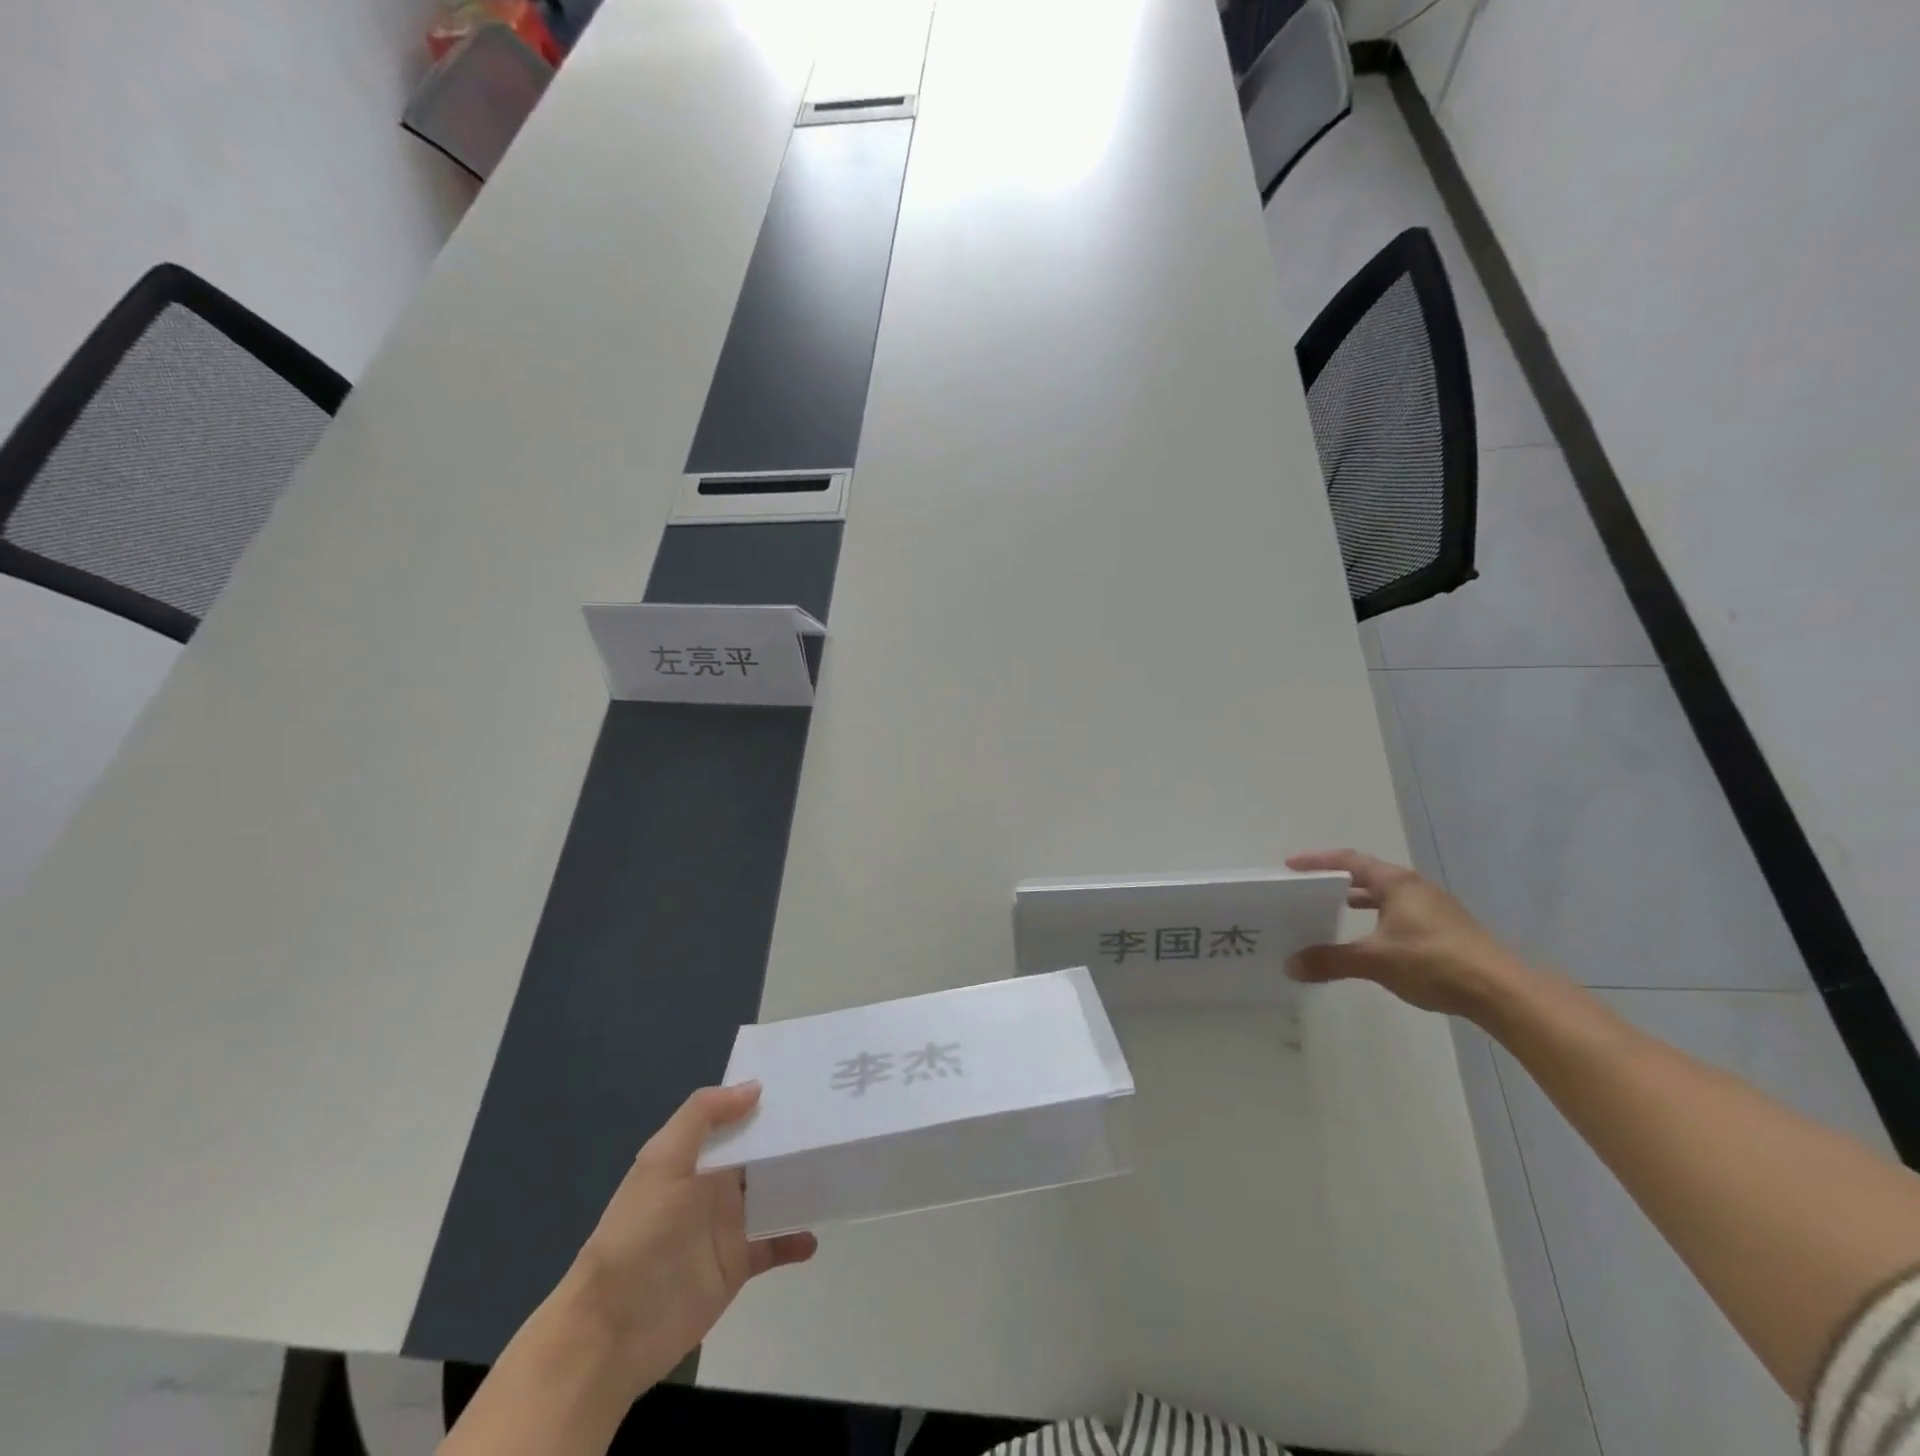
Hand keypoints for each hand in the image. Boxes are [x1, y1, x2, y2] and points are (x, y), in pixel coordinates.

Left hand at [565, 1084, 815, 1392]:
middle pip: (760, 1156)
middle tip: (837, 1121)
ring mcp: (727, 1227)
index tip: (806, 1084)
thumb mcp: (662, 1161)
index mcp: (695, 1158)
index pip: (736, 1121)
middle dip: (791, 1140)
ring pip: (773, 1195)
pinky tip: (815, 1236)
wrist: (611, 1329)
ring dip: (799, 1184)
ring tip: (837, 1168)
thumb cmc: (637, 1234)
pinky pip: (773, 1245)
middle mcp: (713, 1187)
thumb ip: (703, 1116)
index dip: (764, 1103)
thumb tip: (755, 1087)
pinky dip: (794, 1240)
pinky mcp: (737, 1266)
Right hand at [1284, 849, 1530, 1017]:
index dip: (1317, 861)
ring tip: (1331, 912)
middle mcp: (1415, 888)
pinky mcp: (1446, 931)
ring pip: (1386, 896)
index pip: (1348, 861)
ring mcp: (1434, 909)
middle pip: (1367, 875)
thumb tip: (1290, 965)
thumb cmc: (1433, 961)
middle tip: (1307, 889)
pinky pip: (1399, 914)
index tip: (1290, 865)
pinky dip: (1377, 918)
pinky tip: (1371, 940)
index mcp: (1396, 883)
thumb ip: (1331, 959)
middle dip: (1336, 880)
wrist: (1502, 992)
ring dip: (1358, 901)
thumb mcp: (1375, 960)